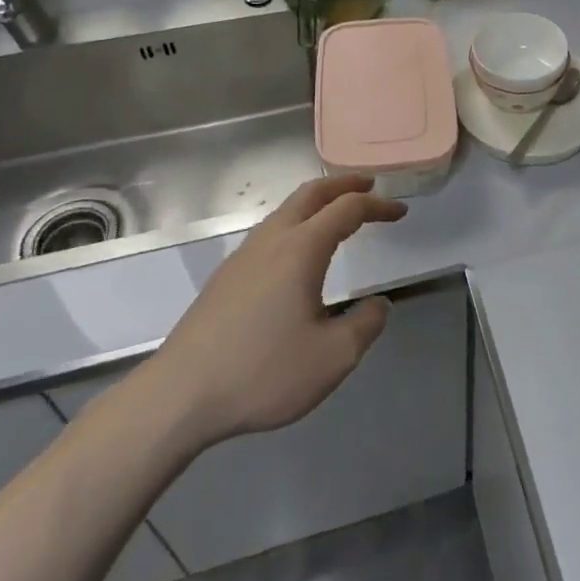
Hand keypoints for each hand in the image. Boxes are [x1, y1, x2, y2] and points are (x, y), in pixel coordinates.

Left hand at [138, 174, 405, 453]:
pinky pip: (269, 232)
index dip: (378, 205)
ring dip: (316, 202)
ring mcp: (243, 256)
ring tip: (336, 213)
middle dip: (343, 184)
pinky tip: (297, 253)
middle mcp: (271, 240)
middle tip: (369, 184)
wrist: (179, 396)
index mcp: (301, 249)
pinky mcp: (225, 277)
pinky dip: (296, 223)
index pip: (347, 209)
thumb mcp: (332, 358)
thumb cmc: (262, 372)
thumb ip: (365, 326)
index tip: (400, 212)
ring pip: (285, 211)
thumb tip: (377, 305)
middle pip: (311, 194)